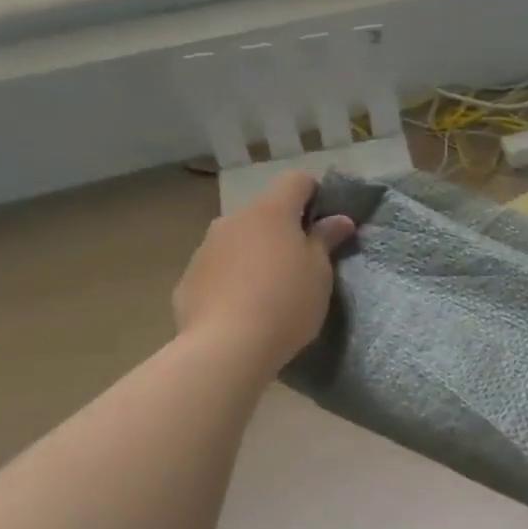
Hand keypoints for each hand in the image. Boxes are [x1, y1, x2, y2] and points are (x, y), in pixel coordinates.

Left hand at [173, 172, 355, 371]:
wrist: (226, 348)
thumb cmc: (286, 303)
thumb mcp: (320, 273)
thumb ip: (326, 239)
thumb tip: (339, 219)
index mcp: (271, 212)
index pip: (296, 180)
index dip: (314, 194)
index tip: (325, 223)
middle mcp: (234, 220)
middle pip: (265, 212)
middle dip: (284, 229)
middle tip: (301, 264)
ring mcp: (206, 248)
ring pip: (239, 239)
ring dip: (255, 253)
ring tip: (269, 291)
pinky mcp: (188, 278)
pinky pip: (219, 268)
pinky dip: (232, 278)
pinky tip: (241, 309)